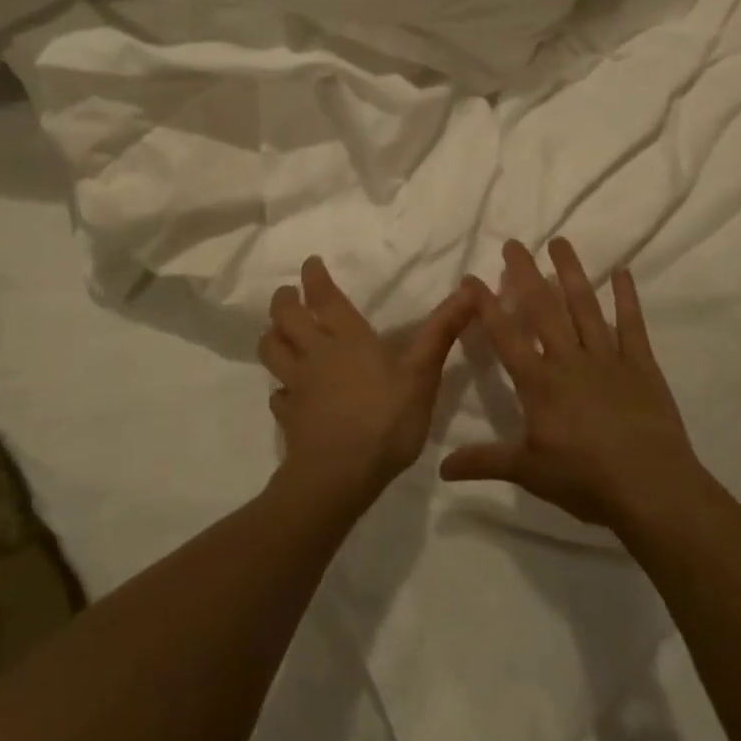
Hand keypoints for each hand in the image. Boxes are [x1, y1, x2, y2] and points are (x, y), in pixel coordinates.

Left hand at [261, 256, 474, 514]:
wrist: (339, 476)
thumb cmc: (385, 419)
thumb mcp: (422, 374)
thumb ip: (441, 332)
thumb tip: (469, 290)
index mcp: (347, 338)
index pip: (324, 297)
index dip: (314, 277)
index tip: (310, 263)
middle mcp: (316, 353)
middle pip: (286, 317)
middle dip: (284, 300)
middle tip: (288, 293)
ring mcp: (297, 385)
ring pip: (271, 350)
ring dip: (272, 336)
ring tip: (278, 333)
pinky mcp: (289, 417)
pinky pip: (277, 396)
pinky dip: (280, 389)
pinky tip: (287, 394)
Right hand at [440, 238, 704, 535]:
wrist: (651, 489)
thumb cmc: (585, 480)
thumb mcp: (528, 472)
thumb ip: (485, 461)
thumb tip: (442, 468)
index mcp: (539, 382)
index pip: (505, 336)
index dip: (486, 306)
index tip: (471, 278)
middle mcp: (569, 360)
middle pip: (543, 308)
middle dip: (526, 274)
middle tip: (514, 243)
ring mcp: (607, 358)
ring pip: (584, 306)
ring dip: (571, 272)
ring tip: (560, 242)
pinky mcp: (641, 364)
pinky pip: (632, 324)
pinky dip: (627, 297)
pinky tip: (622, 271)